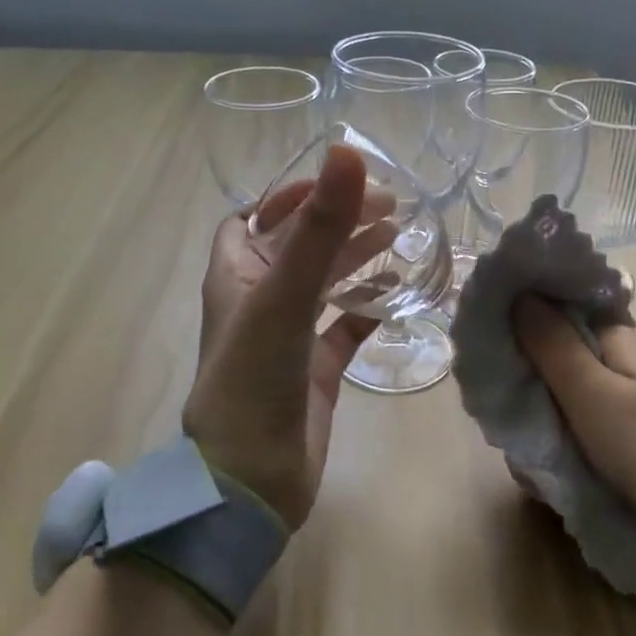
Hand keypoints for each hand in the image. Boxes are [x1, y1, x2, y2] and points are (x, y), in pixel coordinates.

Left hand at [182, 145, 389, 530]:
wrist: (250, 482)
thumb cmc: (253, 378)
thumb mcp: (283, 296)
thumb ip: (318, 228)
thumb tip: (348, 153)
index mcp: (236, 275)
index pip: (257, 217)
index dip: (291, 194)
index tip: (340, 181)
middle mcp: (260, 300)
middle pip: (300, 245)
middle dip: (339, 221)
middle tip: (390, 205)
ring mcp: (289, 336)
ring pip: (325, 283)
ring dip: (356, 258)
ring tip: (399, 235)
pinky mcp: (317, 369)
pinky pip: (345, 327)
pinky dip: (368, 306)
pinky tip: (397, 291)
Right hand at [513, 298, 635, 567]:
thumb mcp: (593, 396)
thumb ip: (552, 345)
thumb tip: (519, 293)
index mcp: (616, 336)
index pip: (559, 304)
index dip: (522, 313)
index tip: (488, 341)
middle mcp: (623, 356)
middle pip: (558, 348)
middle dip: (527, 374)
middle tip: (506, 409)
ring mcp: (631, 394)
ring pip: (566, 388)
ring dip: (542, 411)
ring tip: (530, 450)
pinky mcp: (634, 429)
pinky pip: (584, 418)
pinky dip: (564, 433)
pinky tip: (554, 462)